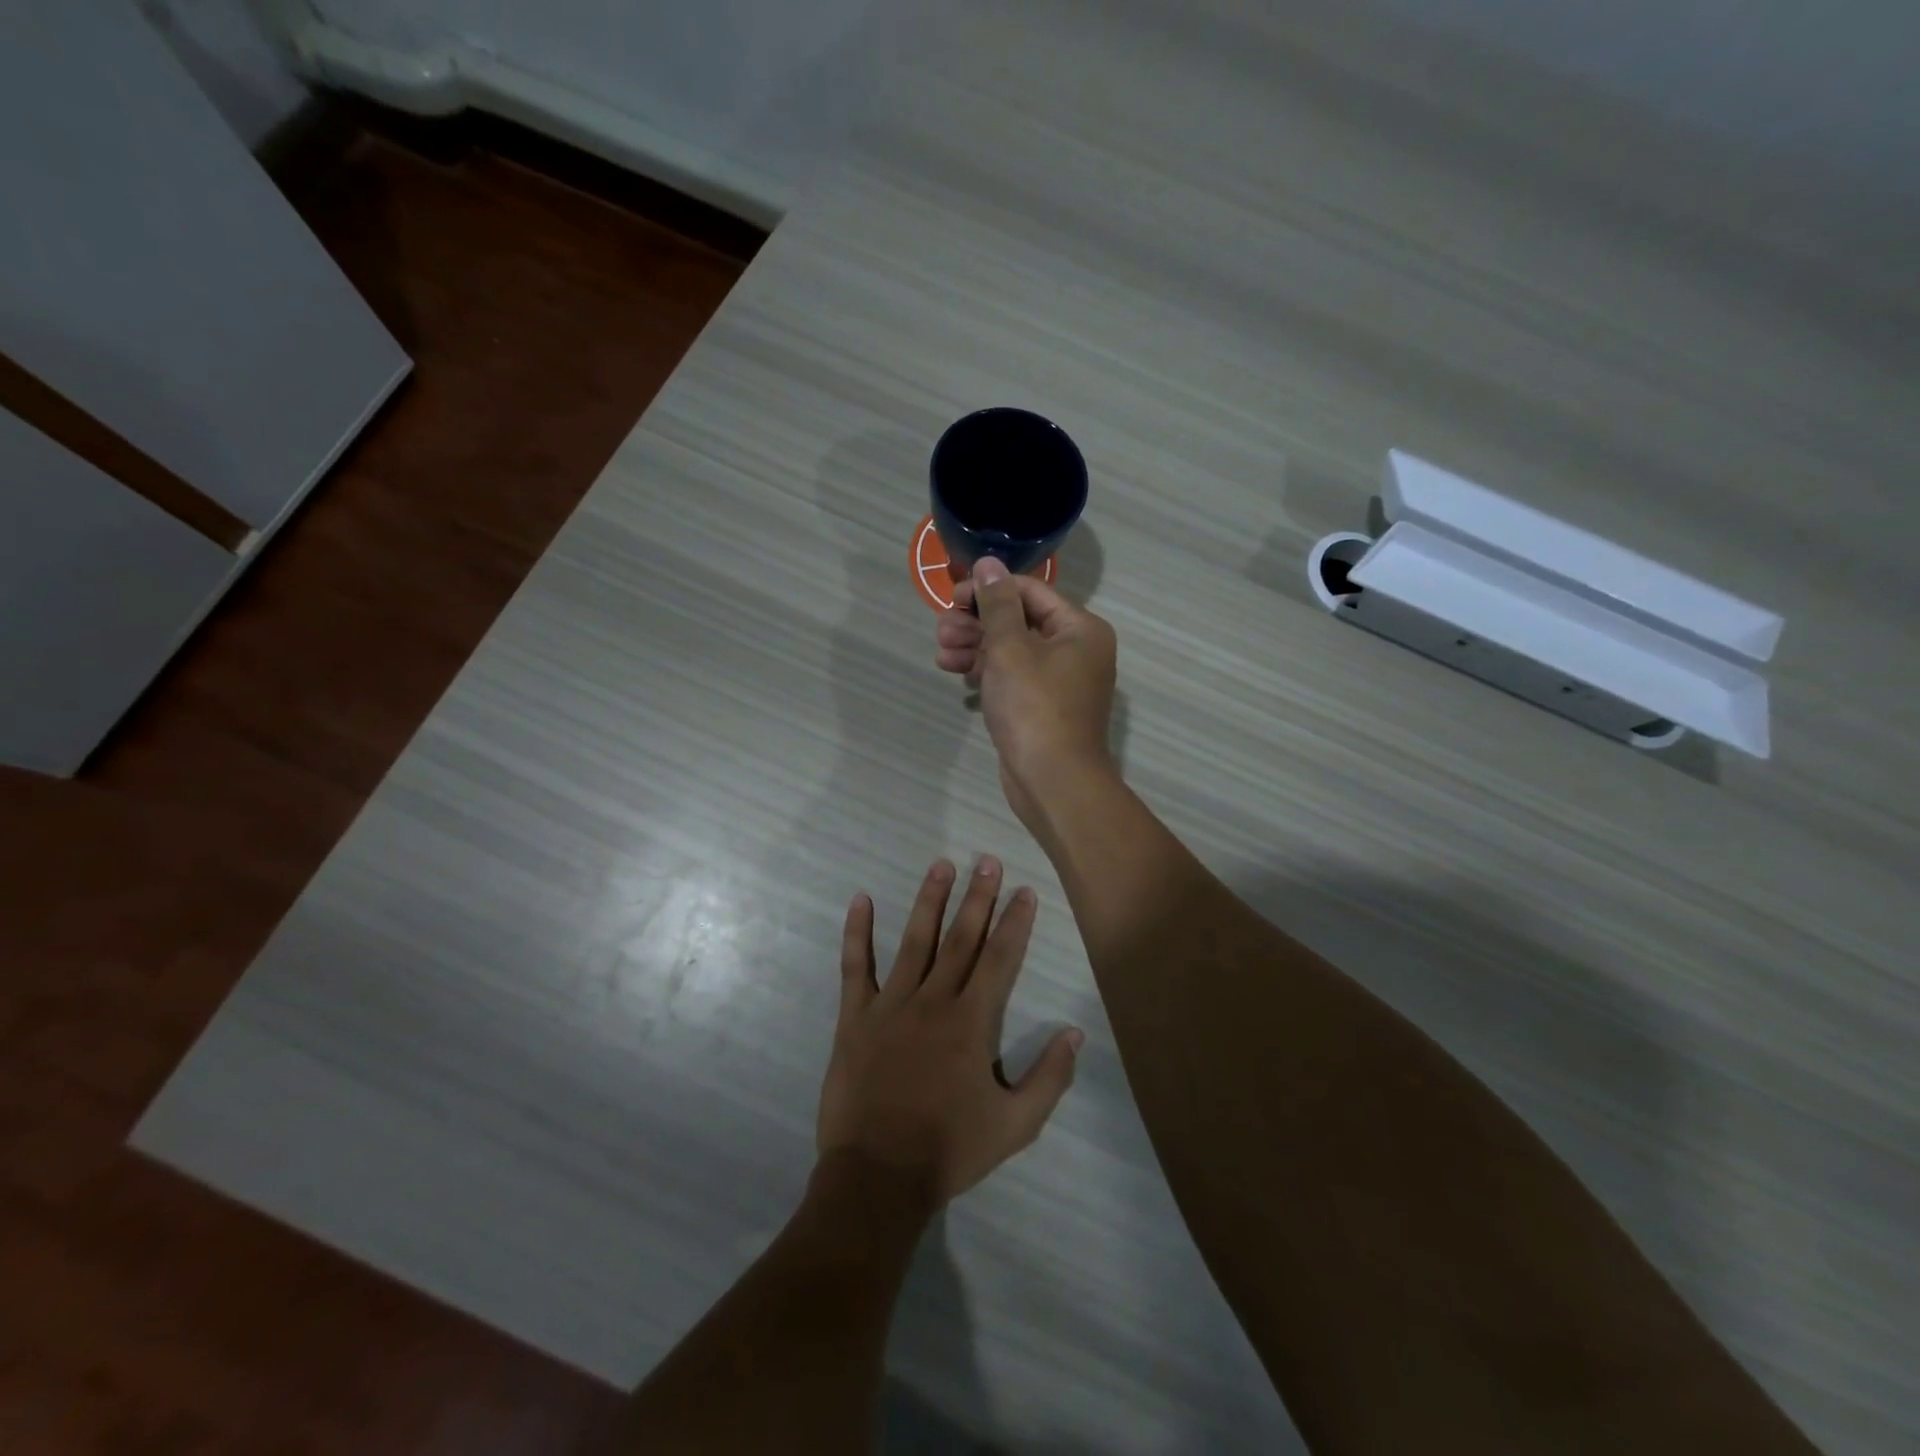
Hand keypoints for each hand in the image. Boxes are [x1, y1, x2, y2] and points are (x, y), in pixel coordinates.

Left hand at [818, 857, 1082, 1203]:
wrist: (877, 1176)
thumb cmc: (949, 1150)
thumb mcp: (1016, 1125)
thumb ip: (1049, 1077)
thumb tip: (1075, 1032)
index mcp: (972, 1023)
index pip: (1000, 959)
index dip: (1015, 922)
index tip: (1024, 891)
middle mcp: (933, 1001)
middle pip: (961, 939)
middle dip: (978, 898)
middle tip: (988, 861)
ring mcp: (890, 1005)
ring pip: (914, 940)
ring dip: (930, 900)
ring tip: (942, 864)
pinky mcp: (855, 1017)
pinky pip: (856, 966)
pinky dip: (857, 932)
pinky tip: (861, 900)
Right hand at [935, 559, 1118, 831]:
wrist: (1052, 781)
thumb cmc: (1034, 707)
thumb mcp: (1010, 648)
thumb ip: (997, 603)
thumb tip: (988, 563)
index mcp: (1080, 629)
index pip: (1030, 592)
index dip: (989, 590)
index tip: (952, 598)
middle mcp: (1075, 650)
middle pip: (1019, 621)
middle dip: (977, 623)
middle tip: (942, 629)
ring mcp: (1059, 681)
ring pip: (1012, 651)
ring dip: (975, 647)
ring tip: (942, 652)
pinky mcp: (1041, 707)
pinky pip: (1012, 677)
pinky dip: (986, 672)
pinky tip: (956, 671)